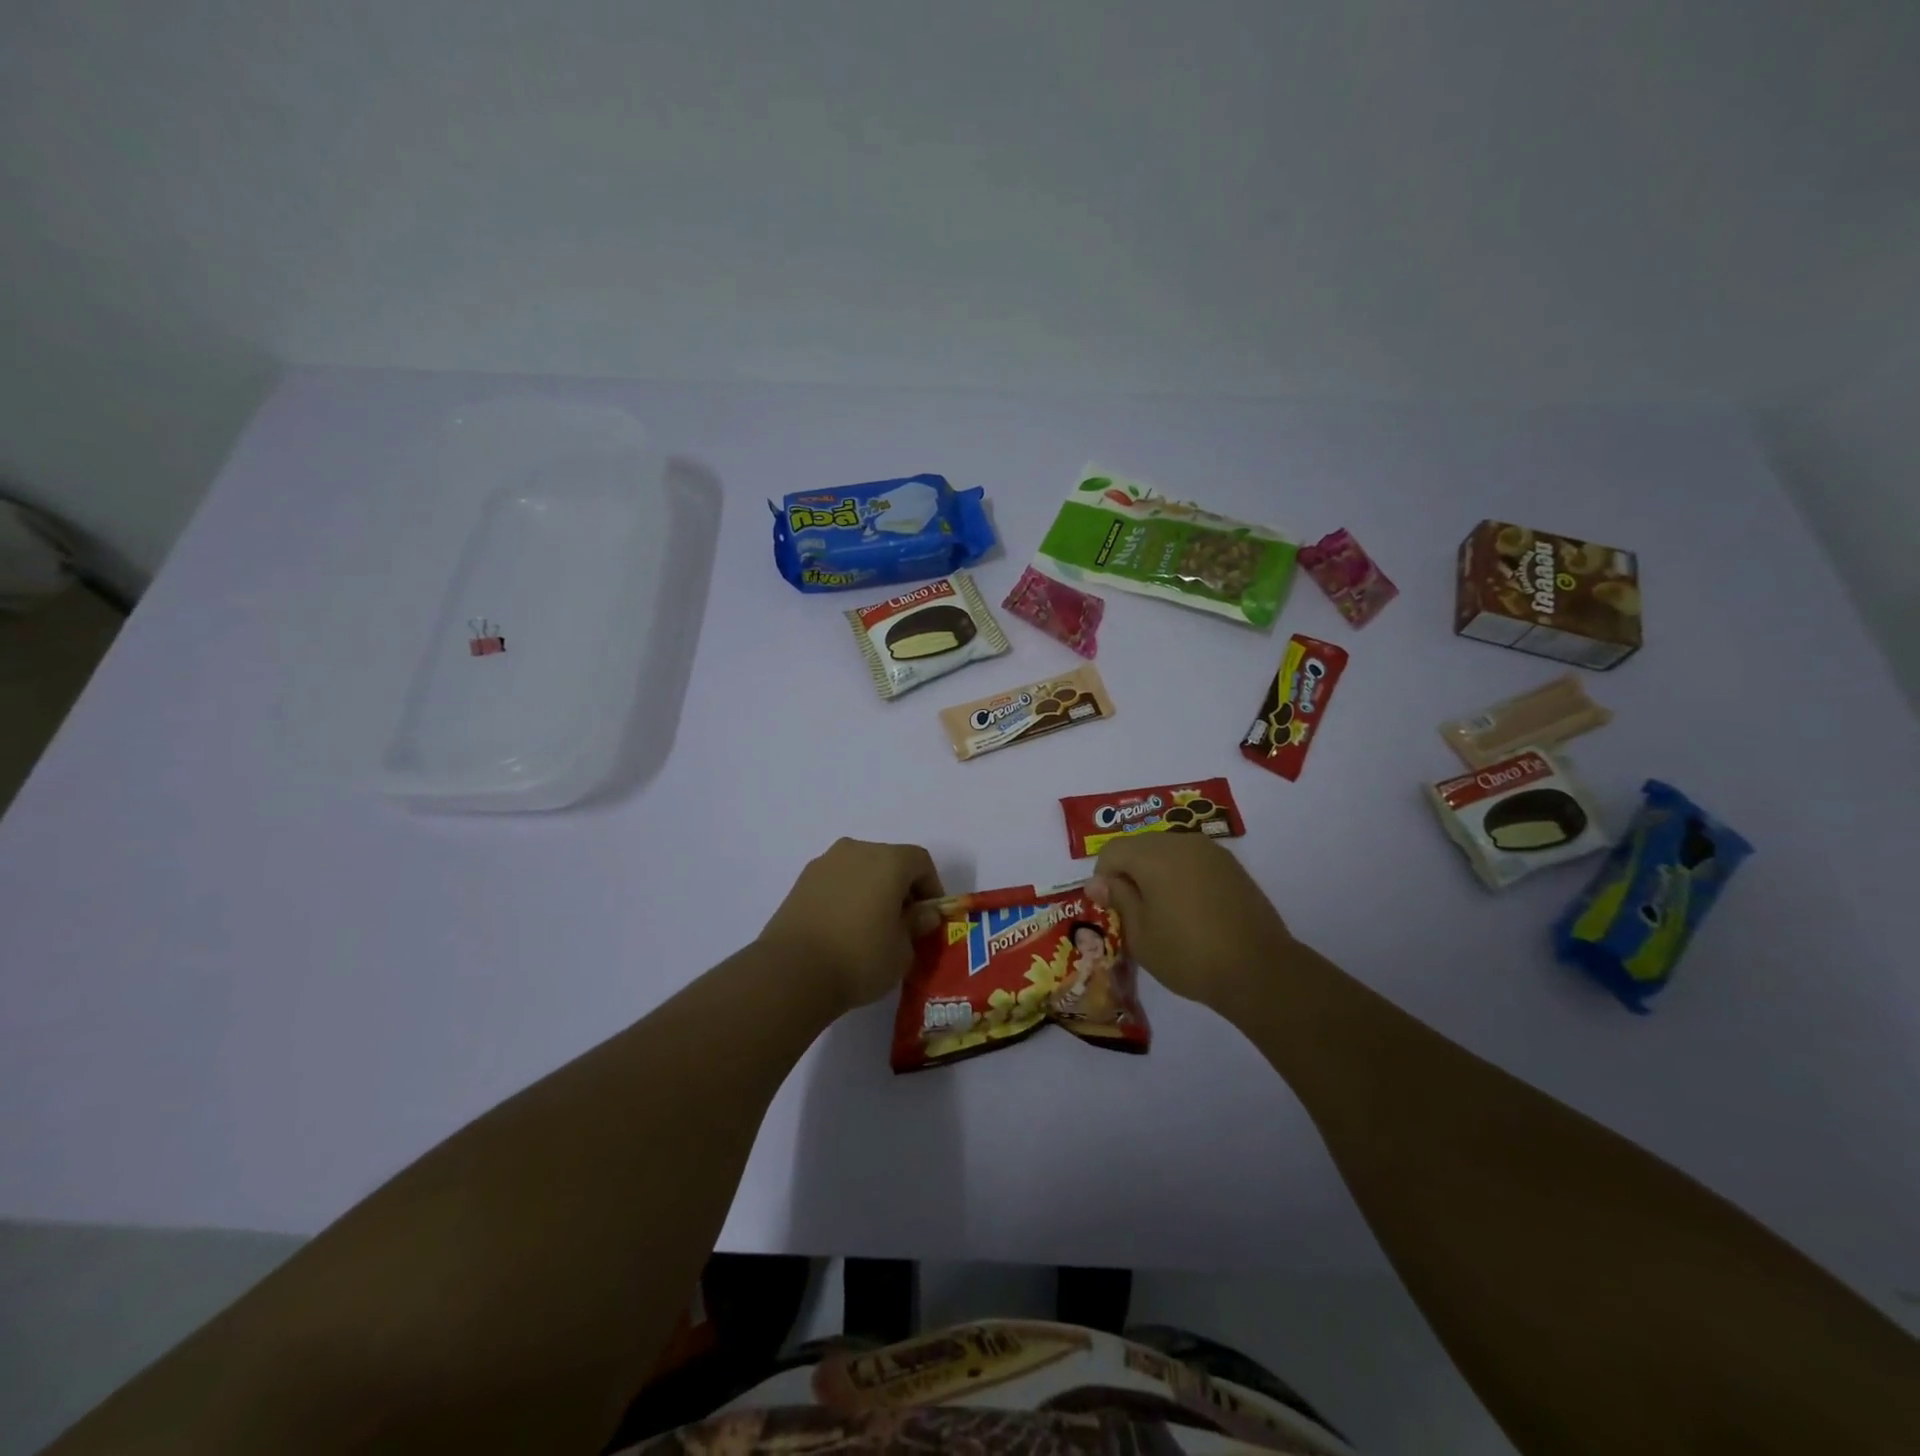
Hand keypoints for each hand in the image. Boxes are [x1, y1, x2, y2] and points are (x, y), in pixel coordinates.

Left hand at [758, 838, 943, 1011]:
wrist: (792, 972)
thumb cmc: (859, 958)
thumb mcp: (902, 951)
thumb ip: (916, 926)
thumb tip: (921, 914)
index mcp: (888, 860)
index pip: (920, 862)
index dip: (931, 888)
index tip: (928, 918)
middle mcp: (856, 851)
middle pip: (889, 861)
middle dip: (900, 888)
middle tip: (902, 923)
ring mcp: (824, 863)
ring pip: (860, 870)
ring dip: (871, 890)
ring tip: (869, 927)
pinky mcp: (801, 881)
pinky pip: (836, 882)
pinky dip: (846, 896)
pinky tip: (843, 928)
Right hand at [1087, 834, 1293, 1010]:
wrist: (1259, 970)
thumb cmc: (1188, 954)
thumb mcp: (1140, 934)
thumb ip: (1118, 899)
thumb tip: (1098, 881)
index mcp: (1153, 855)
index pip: (1112, 850)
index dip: (1102, 877)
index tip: (1108, 907)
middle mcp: (1181, 842)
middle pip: (1140, 845)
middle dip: (1129, 871)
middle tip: (1132, 910)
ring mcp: (1211, 852)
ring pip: (1168, 851)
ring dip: (1156, 872)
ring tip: (1161, 910)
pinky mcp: (1232, 867)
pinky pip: (1193, 861)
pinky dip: (1181, 876)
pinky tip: (1188, 909)